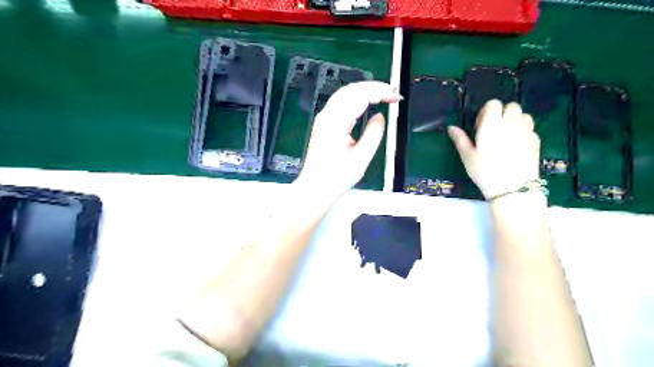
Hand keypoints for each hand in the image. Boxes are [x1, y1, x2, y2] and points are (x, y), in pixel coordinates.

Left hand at [294, 80, 401, 201]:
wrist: (315, 188)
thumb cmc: (336, 178)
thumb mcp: (361, 158)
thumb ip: (373, 134)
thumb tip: (380, 116)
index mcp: (336, 123)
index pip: (360, 97)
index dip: (381, 93)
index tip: (396, 97)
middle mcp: (327, 116)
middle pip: (351, 89)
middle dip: (373, 86)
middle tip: (392, 91)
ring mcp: (323, 119)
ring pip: (344, 93)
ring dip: (364, 90)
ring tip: (382, 94)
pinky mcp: (323, 123)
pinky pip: (340, 102)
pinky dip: (355, 98)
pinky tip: (366, 102)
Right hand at [448, 98, 538, 198]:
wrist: (513, 188)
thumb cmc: (485, 171)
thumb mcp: (467, 156)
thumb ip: (460, 139)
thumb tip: (451, 127)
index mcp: (492, 124)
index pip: (493, 104)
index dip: (486, 111)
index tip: (481, 126)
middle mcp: (511, 123)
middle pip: (511, 106)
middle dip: (502, 114)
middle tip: (494, 130)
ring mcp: (526, 131)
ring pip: (523, 115)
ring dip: (515, 121)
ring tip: (506, 136)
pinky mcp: (536, 141)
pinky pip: (530, 129)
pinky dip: (523, 132)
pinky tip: (516, 146)